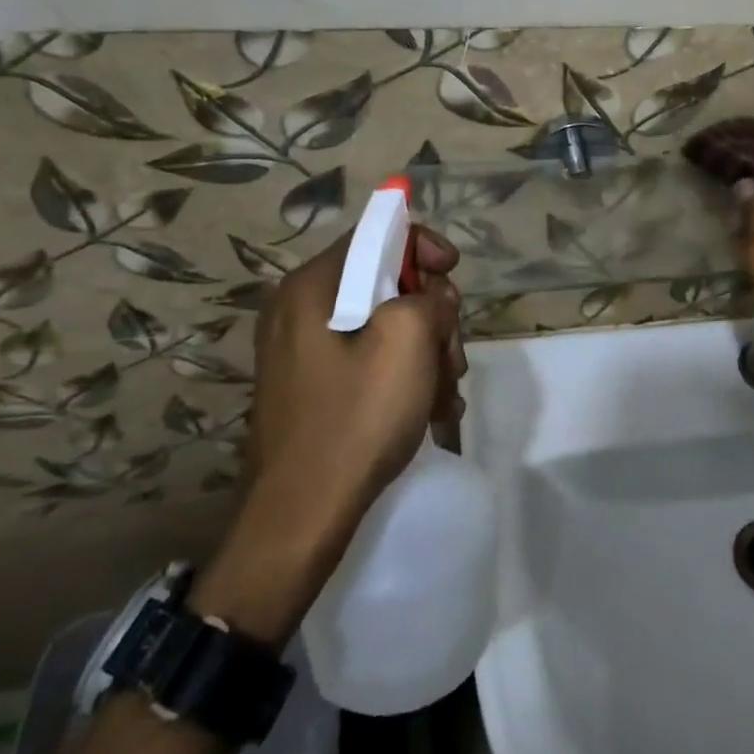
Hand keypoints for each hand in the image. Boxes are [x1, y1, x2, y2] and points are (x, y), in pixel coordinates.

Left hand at [195, 223, 465, 642]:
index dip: (422, 245)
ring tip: (445, 393)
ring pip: (385, 327)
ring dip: (426, 353)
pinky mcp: (314, 389)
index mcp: (311, 287)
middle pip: (385, 284)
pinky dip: (404, 378)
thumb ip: (428, 297)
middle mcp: (300, 311)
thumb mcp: (407, 340)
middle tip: (450, 352)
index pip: (375, 235)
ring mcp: (305, 354)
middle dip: (431, 315)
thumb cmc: (356, 417)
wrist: (301, 518)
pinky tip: (430, 411)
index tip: (452, 271)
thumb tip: (430, 300)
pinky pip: (369, 362)